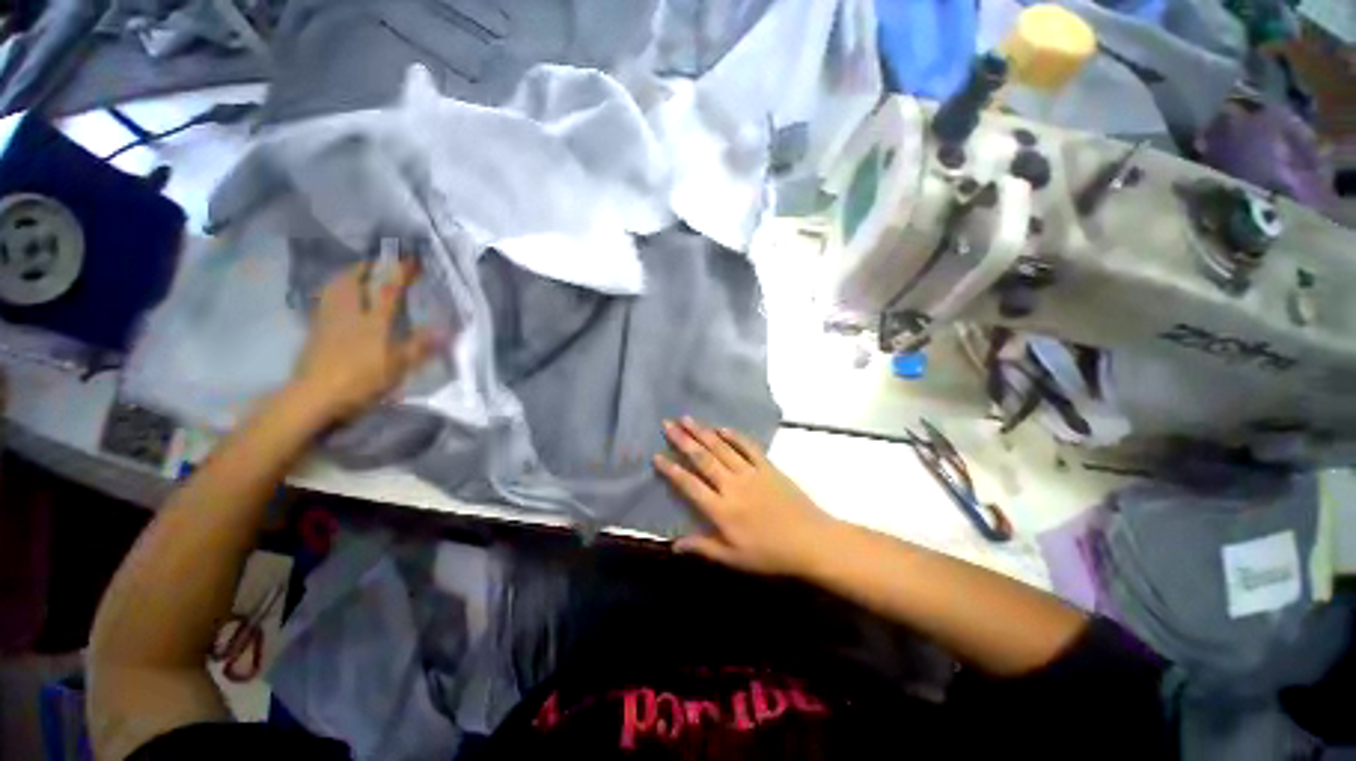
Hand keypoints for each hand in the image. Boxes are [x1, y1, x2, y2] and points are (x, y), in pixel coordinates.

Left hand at [289, 259, 438, 423]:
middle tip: (378, 263)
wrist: (314, 397)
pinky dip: (334, 294)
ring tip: (358, 276)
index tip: (413, 259)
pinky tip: (339, 300)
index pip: (389, 289)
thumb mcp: (397, 366)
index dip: (401, 272)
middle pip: (352, 280)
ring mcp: (327, 321)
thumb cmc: (360, 380)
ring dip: (346, 277)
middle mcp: (348, 313)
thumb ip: (420, 347)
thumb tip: (448, 331)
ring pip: (334, 289)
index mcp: (372, 320)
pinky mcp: (314, 332)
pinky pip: (326, 302)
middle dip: (366, 268)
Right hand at [654, 417, 840, 576]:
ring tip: (687, 419)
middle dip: (683, 440)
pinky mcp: (768, 467)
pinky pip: (748, 447)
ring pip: (722, 448)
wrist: (811, 541)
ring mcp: (751, 473)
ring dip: (703, 432)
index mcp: (722, 510)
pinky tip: (722, 428)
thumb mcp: (734, 559)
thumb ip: (703, 548)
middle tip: (667, 424)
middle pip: (703, 459)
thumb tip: (674, 545)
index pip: (690, 485)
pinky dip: (734, 436)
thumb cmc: (771, 554)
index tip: (657, 456)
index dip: (672, 470)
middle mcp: (733, 486)